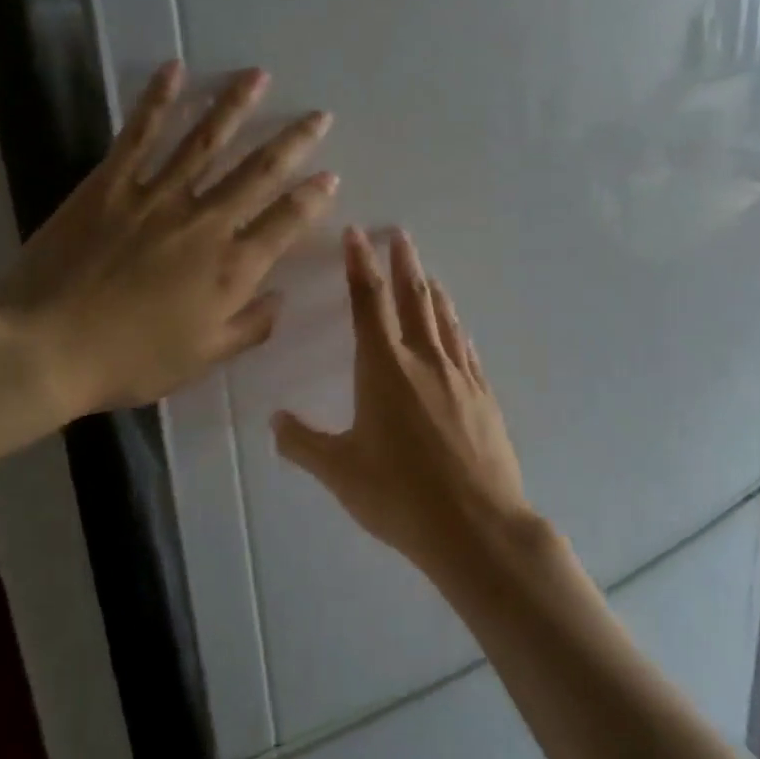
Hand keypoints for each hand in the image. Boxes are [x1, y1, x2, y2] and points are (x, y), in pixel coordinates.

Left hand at [0, 62, 336, 420]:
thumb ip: (251, 326)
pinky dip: (158, 99)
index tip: (329, 176)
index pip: (286, 222)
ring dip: (236, 105)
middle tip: (319, 116)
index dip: (313, 197)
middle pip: (258, 172)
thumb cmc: (130, 360)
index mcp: (231, 269)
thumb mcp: (204, 358)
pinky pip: (140, 134)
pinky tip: (175, 69)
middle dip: (294, 141)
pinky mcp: (111, 184)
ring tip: (258, 75)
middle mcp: (205, 223)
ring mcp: (157, 197)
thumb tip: (281, 296)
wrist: (44, 349)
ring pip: (206, 140)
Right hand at [272, 229, 534, 572]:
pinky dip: (457, 328)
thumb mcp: (340, 472)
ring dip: (432, 290)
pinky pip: (466, 349)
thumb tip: (276, 421)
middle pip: (413, 298)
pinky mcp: (483, 396)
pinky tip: (457, 327)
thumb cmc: (400, 496)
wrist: (476, 525)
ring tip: (426, 272)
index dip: (359, 264)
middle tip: (399, 234)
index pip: (368, 302)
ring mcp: (460, 376)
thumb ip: (303, 444)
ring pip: (444, 319)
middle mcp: (424, 360)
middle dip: (403, 262)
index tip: (357, 233)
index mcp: (385, 369)